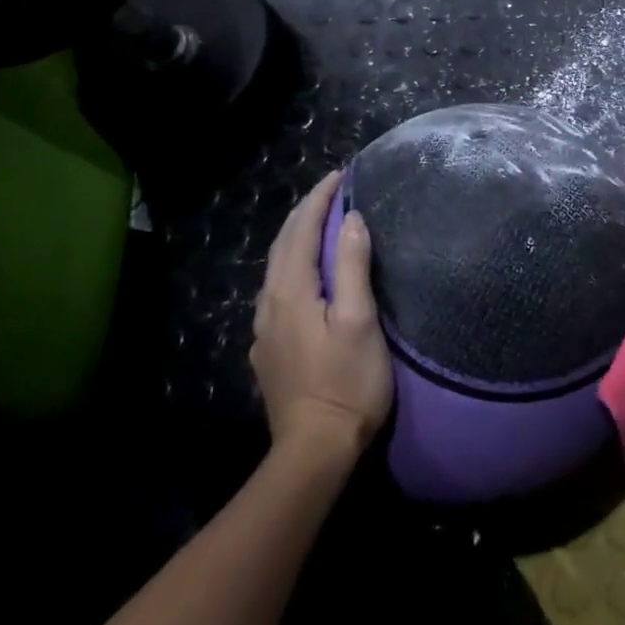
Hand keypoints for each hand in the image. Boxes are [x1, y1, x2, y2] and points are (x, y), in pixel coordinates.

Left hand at [251, 170, 392, 462]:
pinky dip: (293, 263)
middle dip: (305, 212)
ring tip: (321, 221)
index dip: (320, 199)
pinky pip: (278, 289)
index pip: (301, 230)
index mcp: (291, 292)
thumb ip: (353, 266)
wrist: (313, 451)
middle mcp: (270, 304)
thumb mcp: (359, 320)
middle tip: (331, 190)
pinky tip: (306, 272)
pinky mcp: (269, 349)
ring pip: (277, 267)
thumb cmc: (346, 382)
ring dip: (297, 236)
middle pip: (283, 244)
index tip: (340, 173)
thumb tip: (352, 219)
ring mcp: (265, 329)